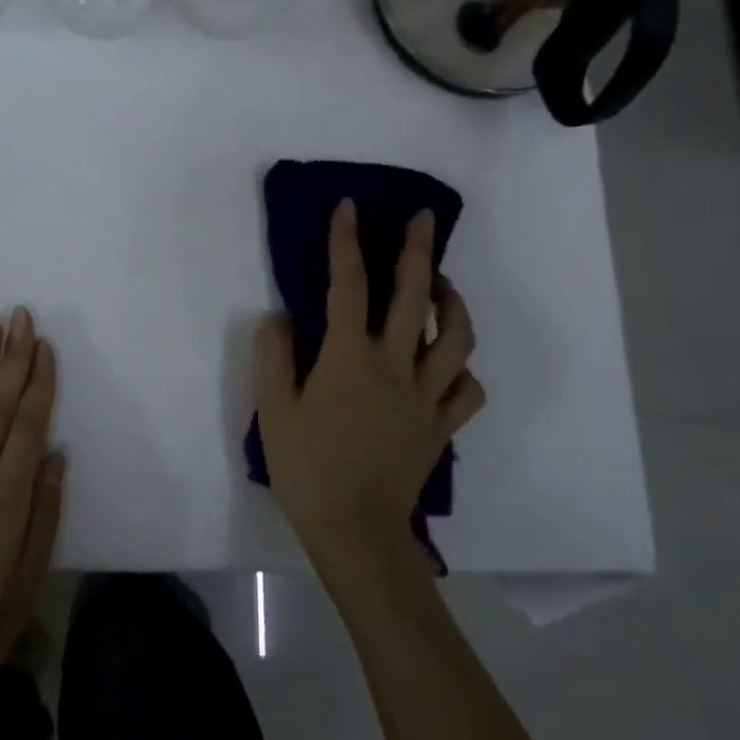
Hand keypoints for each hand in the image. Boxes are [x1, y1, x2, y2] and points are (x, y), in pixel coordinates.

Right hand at [255, 198, 483, 565]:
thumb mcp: (273, 409)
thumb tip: (281, 318)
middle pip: (413, 297)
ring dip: (452, 302)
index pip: (347, 286)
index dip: (345, 243)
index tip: (347, 208)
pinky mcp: (442, 426)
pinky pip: (466, 389)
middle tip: (422, 219)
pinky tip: (449, 362)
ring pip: (455, 338)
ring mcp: (426, 396)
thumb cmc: (307, 467)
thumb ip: (274, 356)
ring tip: (442, 284)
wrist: (355, 531)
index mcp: (348, 358)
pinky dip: (462, 368)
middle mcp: (394, 366)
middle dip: (417, 250)